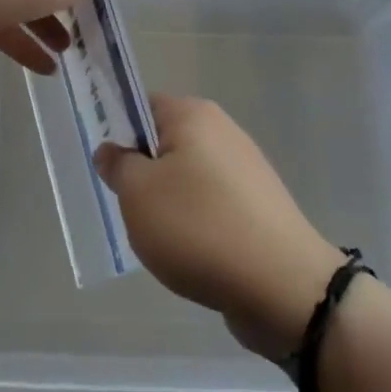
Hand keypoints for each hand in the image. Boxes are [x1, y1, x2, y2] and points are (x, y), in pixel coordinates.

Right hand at [95, 96, 346, 359]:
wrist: (281, 286)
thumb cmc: (198, 227)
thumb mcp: (138, 194)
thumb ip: (118, 166)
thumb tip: (111, 150)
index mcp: (193, 115)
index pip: (142, 105)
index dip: (119, 132)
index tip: (109, 168)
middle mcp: (223, 131)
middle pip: (165, 144)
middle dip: (144, 175)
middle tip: (133, 209)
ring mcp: (245, 169)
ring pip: (187, 178)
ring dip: (169, 205)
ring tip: (164, 240)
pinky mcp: (259, 206)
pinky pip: (212, 205)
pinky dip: (197, 226)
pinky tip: (193, 255)